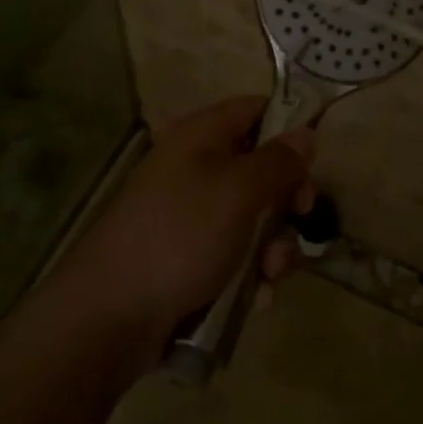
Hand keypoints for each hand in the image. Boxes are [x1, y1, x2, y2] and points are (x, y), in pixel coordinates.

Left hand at [56, 96, 315, 349]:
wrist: (110, 314)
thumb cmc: (181, 235)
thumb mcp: (240, 191)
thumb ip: (278, 161)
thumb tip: (305, 133)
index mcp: (202, 135)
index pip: (255, 109)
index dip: (288, 128)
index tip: (312, 162)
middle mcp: (196, 167)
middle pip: (260, 168)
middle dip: (285, 200)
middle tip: (298, 220)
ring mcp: (190, 214)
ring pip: (252, 217)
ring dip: (272, 246)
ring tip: (268, 275)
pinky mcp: (187, 257)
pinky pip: (233, 254)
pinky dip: (248, 274)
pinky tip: (251, 300)